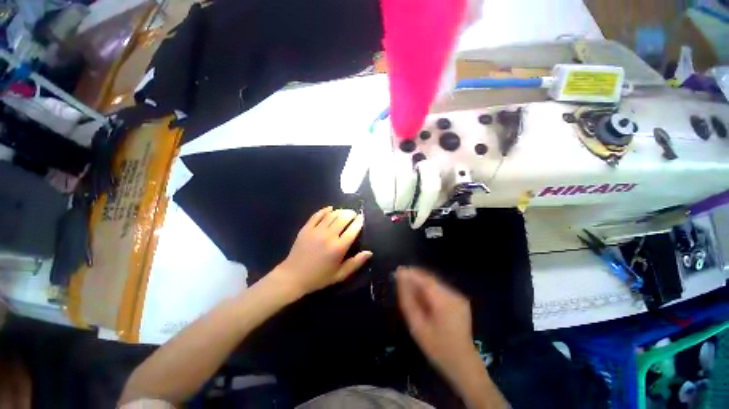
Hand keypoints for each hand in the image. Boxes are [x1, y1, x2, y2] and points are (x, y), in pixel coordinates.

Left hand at [274, 206, 371, 296]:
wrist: (293, 277)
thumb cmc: (319, 277)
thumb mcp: (340, 275)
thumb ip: (356, 263)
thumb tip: (369, 252)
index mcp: (338, 248)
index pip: (353, 229)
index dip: (359, 221)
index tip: (362, 217)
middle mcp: (328, 236)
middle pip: (343, 218)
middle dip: (351, 213)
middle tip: (354, 214)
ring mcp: (316, 231)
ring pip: (331, 215)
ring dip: (340, 211)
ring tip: (344, 212)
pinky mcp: (306, 228)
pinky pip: (317, 215)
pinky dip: (325, 210)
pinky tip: (330, 209)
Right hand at [396, 267, 477, 380]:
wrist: (463, 363)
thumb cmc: (437, 348)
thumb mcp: (417, 326)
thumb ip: (407, 301)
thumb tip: (400, 280)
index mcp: (445, 303)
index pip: (425, 280)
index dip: (411, 273)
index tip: (397, 271)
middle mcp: (454, 295)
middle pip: (430, 279)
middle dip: (415, 277)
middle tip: (400, 280)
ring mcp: (459, 297)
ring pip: (435, 282)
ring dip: (421, 283)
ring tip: (410, 291)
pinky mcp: (460, 299)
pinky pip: (440, 288)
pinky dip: (429, 289)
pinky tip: (422, 298)